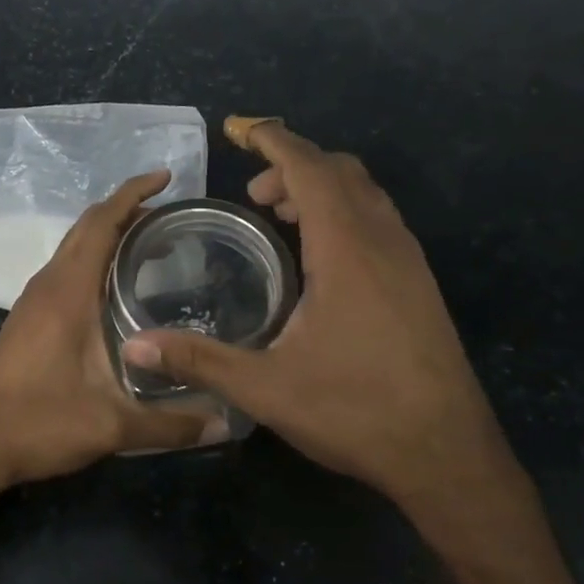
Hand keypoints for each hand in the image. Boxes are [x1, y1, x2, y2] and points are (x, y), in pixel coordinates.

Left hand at [0, 172, 228, 493]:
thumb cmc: (39, 423)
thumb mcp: (111, 426)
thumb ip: (170, 424)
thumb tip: (225, 422)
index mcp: (68, 291)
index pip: (102, 222)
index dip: (133, 192)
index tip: (166, 177)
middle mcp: (49, 284)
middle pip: (87, 226)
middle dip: (126, 208)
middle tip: (171, 214)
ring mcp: (34, 299)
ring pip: (74, 246)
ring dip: (108, 233)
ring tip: (152, 243)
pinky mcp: (29, 317)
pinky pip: (67, 268)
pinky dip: (94, 258)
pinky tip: (117, 287)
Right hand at [122, 123, 530, 539]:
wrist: (447, 454)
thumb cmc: (356, 411)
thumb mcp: (267, 388)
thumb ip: (200, 360)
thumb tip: (136, 347)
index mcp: (347, 248)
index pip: (309, 168)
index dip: (272, 141)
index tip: (240, 129)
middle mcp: (384, 240)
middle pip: (339, 170)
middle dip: (292, 165)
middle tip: (252, 195)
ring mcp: (410, 261)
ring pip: (366, 193)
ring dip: (322, 188)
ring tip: (280, 217)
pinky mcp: (420, 284)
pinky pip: (379, 220)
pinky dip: (344, 212)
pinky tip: (321, 259)